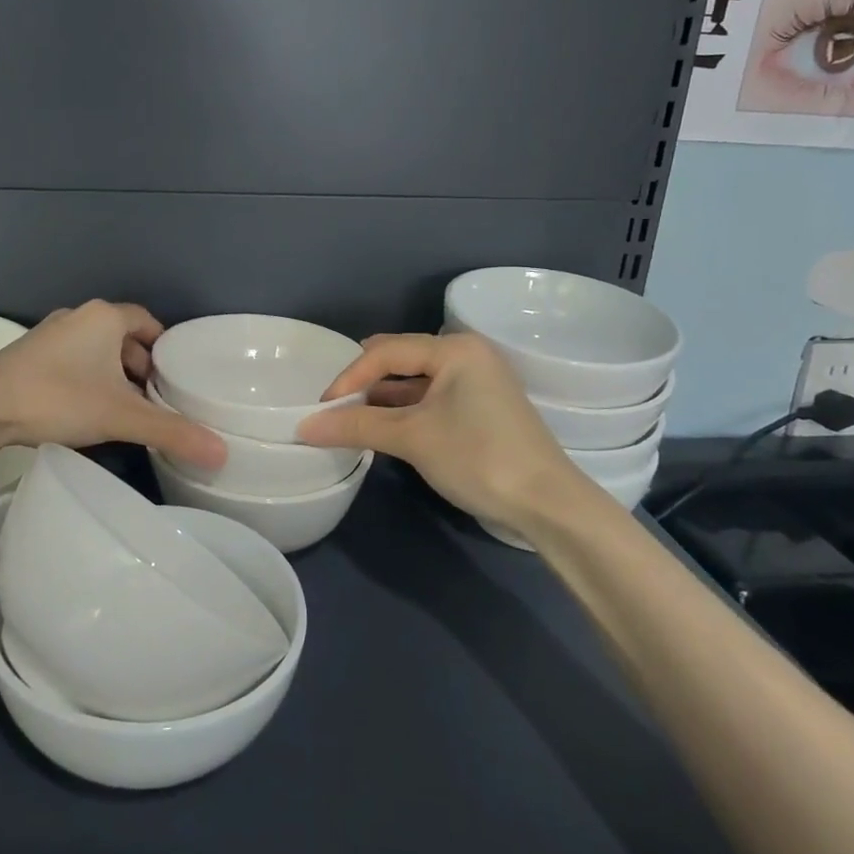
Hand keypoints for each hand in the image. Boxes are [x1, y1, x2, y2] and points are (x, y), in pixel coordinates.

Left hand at [0, 300, 225, 468]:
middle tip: (154, 399)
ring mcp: (49, 334)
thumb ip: (172, 432)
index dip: (164, 346)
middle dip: (140, 365)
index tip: (175, 376)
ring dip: (112, 374)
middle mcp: (78, 317)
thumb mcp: (121, 417)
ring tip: (124, 410)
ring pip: (95, 350)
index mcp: (105, 317)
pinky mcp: (28, 355)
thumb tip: (221, 453)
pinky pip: (71, 361)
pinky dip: (86, 379)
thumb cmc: (59, 398)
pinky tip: (86, 410)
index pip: (147, 321)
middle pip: (122, 337)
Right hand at [296, 331, 603, 531]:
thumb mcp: (412, 438)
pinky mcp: (481, 407)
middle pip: (400, 359)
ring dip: (383, 399)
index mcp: (455, 348)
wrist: (549, 505)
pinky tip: (384, 430)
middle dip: (364, 384)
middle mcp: (467, 355)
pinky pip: (431, 398)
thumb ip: (356, 426)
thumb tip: (304, 426)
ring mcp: (477, 381)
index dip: (349, 377)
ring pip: (415, 381)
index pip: (386, 351)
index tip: (322, 408)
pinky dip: (405, 411)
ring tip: (351, 422)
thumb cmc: (478, 458)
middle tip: (334, 409)